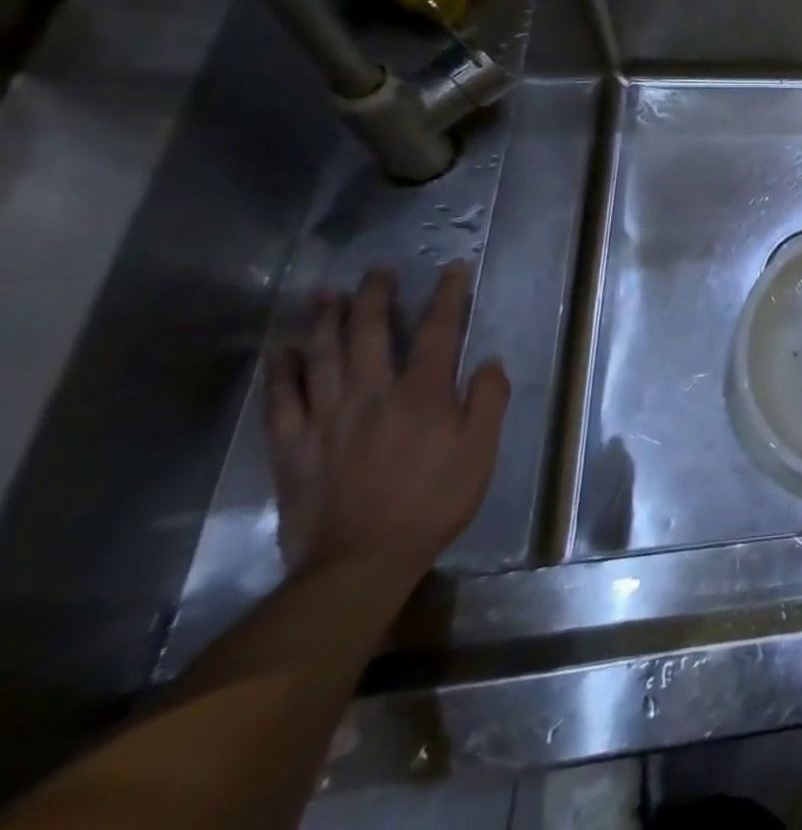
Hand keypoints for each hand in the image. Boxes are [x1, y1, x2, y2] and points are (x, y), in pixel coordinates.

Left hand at [266, 262, 509, 582]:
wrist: (360, 563)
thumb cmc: (434, 502)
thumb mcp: (481, 451)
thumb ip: (488, 401)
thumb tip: (488, 362)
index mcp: (423, 394)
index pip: (439, 332)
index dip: (448, 297)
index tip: (454, 270)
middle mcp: (372, 395)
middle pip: (371, 333)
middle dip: (376, 297)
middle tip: (378, 272)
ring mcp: (327, 419)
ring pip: (322, 357)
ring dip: (325, 321)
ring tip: (327, 294)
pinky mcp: (293, 447)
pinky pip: (282, 401)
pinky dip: (281, 372)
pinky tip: (282, 352)